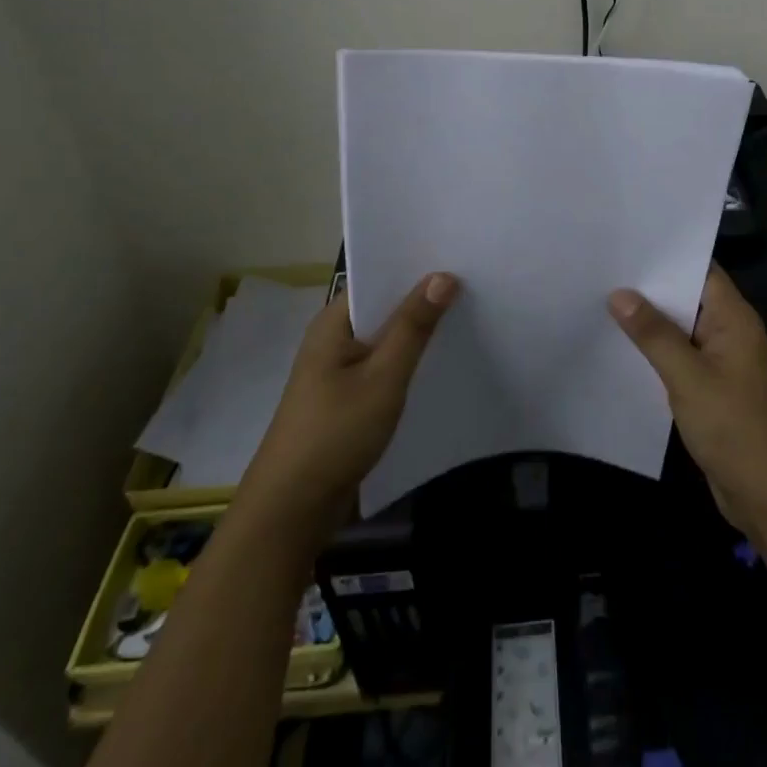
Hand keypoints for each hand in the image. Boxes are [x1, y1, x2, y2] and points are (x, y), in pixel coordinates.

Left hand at [239, 273, 458, 541]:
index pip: (377, 279)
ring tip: (468, 314)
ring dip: (418, 332)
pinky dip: (409, 361)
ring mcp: (338, 371)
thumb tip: (443, 275)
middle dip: (423, 299)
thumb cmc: (335, 434)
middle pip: (383, 308)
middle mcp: (333, 340)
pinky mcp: (347, 399)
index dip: (415, 267)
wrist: (291, 511)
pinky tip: (441, 361)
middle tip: (474, 282)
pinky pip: (383, 367)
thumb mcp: (383, 377)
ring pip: (386, 340)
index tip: (458, 256)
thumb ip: (413, 327)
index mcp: (333, 323)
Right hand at [609, 265, 766, 545]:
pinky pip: (680, 358)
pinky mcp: (712, 389)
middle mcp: (730, 333)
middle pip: (687, 297)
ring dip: (649, 322)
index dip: (666, 255)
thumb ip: (654, 335)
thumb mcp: (689, 378)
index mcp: (734, 319)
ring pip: (680, 330)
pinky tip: (620, 348)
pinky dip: (655, 352)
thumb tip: (619, 293)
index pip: (700, 270)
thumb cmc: (736, 430)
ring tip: (600, 300)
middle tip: (601, 269)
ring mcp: (721, 362)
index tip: (626, 242)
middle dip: (649, 287)